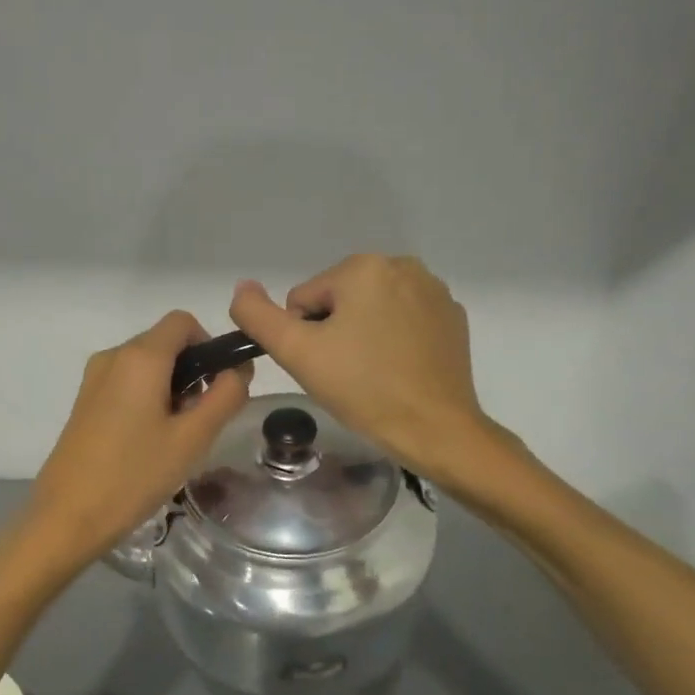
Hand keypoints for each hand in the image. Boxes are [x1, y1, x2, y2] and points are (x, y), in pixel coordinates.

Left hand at [28, 311, 251, 561]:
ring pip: (146, 364)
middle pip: (165, 342)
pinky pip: (126, 383)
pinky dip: (147, 398)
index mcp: (140, 356)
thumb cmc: (135, 475)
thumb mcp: (192, 438)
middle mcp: (113, 356)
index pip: (183, 322)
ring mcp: (94, 378)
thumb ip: (225, 396)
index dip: (210, 345)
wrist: (67, 515)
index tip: (219, 385)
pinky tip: (148, 442)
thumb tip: (238, 369)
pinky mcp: (84, 400)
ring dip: (171, 387)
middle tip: (200, 420)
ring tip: (175, 437)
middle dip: (192, 371)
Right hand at [229, 255, 517, 494]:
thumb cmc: (362, 388)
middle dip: (334, 333)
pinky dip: (394, 341)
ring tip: (373, 373)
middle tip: (346, 372)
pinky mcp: (452, 317)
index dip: (304, 336)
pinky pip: (403, 321)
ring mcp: (433, 291)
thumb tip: (242, 288)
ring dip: (362, 335)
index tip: (325, 365)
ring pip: (370, 310)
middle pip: (337, 301)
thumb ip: (257, 316)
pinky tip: (399, 370)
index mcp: (363, 267)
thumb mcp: (296, 352)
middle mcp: (402, 266)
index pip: (303, 300)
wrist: (435, 429)